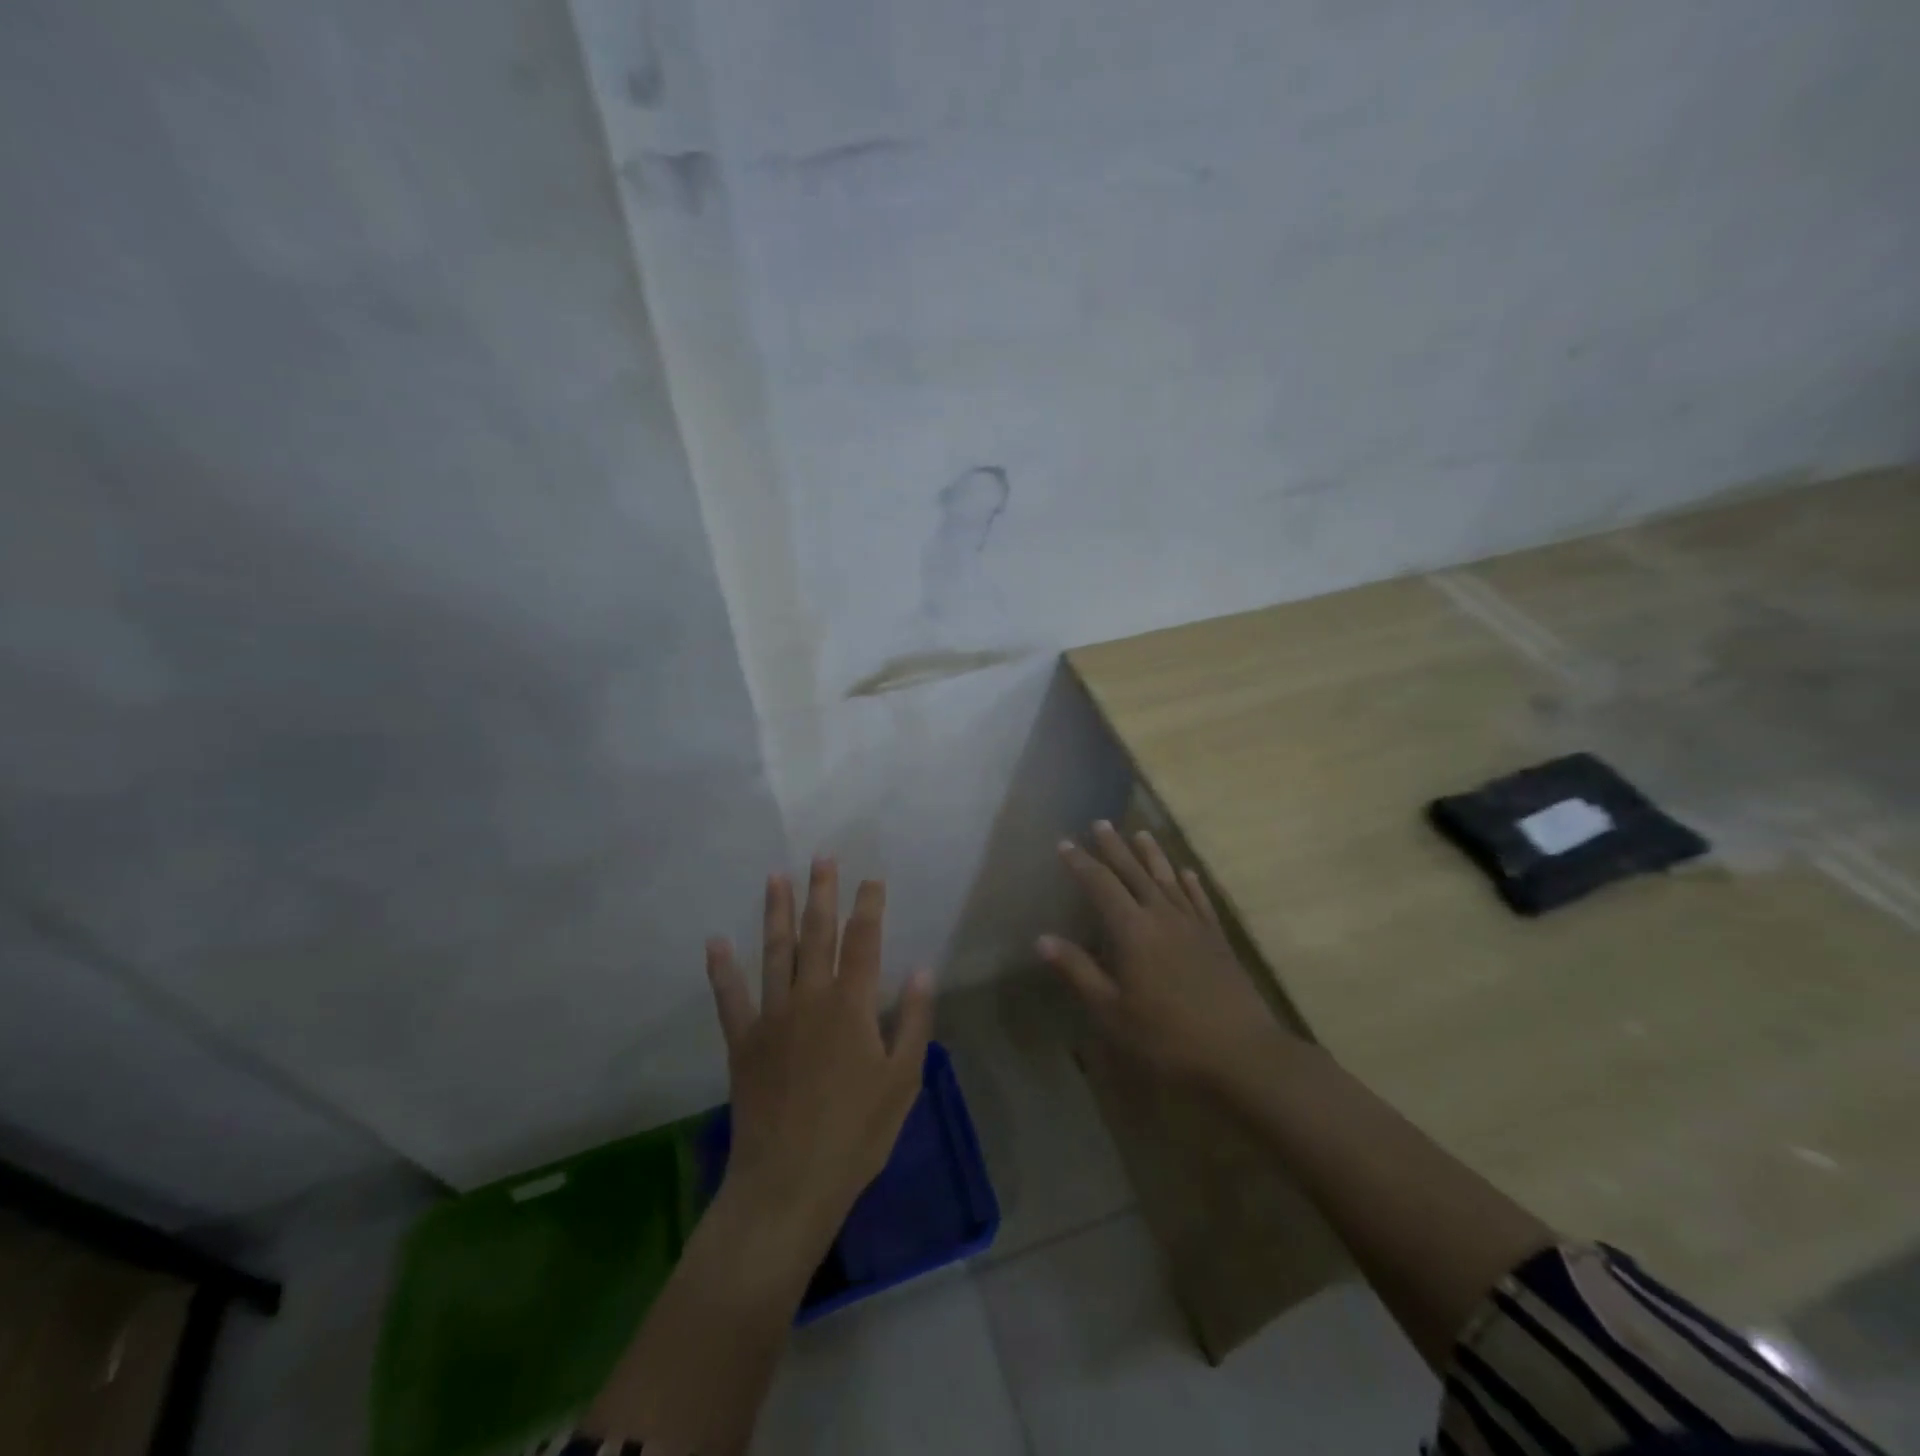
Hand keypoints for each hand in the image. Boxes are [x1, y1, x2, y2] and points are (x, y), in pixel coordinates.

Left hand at [704, 857, 934, 1242]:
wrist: (790, 1181)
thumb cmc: (857, 1133)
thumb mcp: (903, 1079)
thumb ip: (914, 1020)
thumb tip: (924, 969)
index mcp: (852, 1005)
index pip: (865, 941)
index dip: (869, 905)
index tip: (871, 878)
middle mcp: (811, 998)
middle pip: (818, 933)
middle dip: (822, 892)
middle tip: (822, 856)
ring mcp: (772, 1017)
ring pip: (775, 952)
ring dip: (776, 912)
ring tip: (777, 877)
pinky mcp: (743, 1042)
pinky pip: (730, 997)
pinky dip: (722, 969)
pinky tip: (715, 942)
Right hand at [1039, 821, 1292, 1087]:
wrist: (1242, 1054)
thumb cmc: (1167, 1038)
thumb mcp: (1111, 1012)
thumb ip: (1078, 971)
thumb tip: (1043, 939)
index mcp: (1132, 931)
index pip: (1100, 885)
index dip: (1081, 863)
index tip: (1065, 843)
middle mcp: (1162, 916)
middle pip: (1134, 872)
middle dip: (1114, 848)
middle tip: (1100, 823)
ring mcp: (1194, 925)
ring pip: (1168, 879)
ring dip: (1152, 855)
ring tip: (1141, 833)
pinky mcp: (1218, 939)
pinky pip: (1200, 900)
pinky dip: (1191, 883)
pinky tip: (1187, 873)